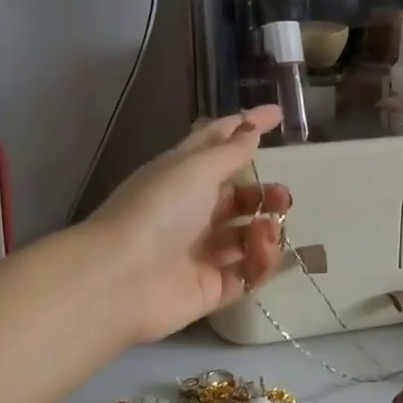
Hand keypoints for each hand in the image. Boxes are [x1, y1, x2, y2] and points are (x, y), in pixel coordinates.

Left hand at [87, 108, 291, 342]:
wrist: (120, 279)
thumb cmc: (157, 211)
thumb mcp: (196, 169)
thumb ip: (230, 152)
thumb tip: (251, 129)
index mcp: (182, 176)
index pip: (219, 144)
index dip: (247, 127)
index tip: (279, 114)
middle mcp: (192, 212)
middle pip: (239, 198)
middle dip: (265, 195)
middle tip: (282, 199)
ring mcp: (201, 252)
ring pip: (247, 237)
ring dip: (266, 229)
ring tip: (267, 231)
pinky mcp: (211, 288)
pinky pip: (247, 273)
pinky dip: (261, 262)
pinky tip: (261, 254)